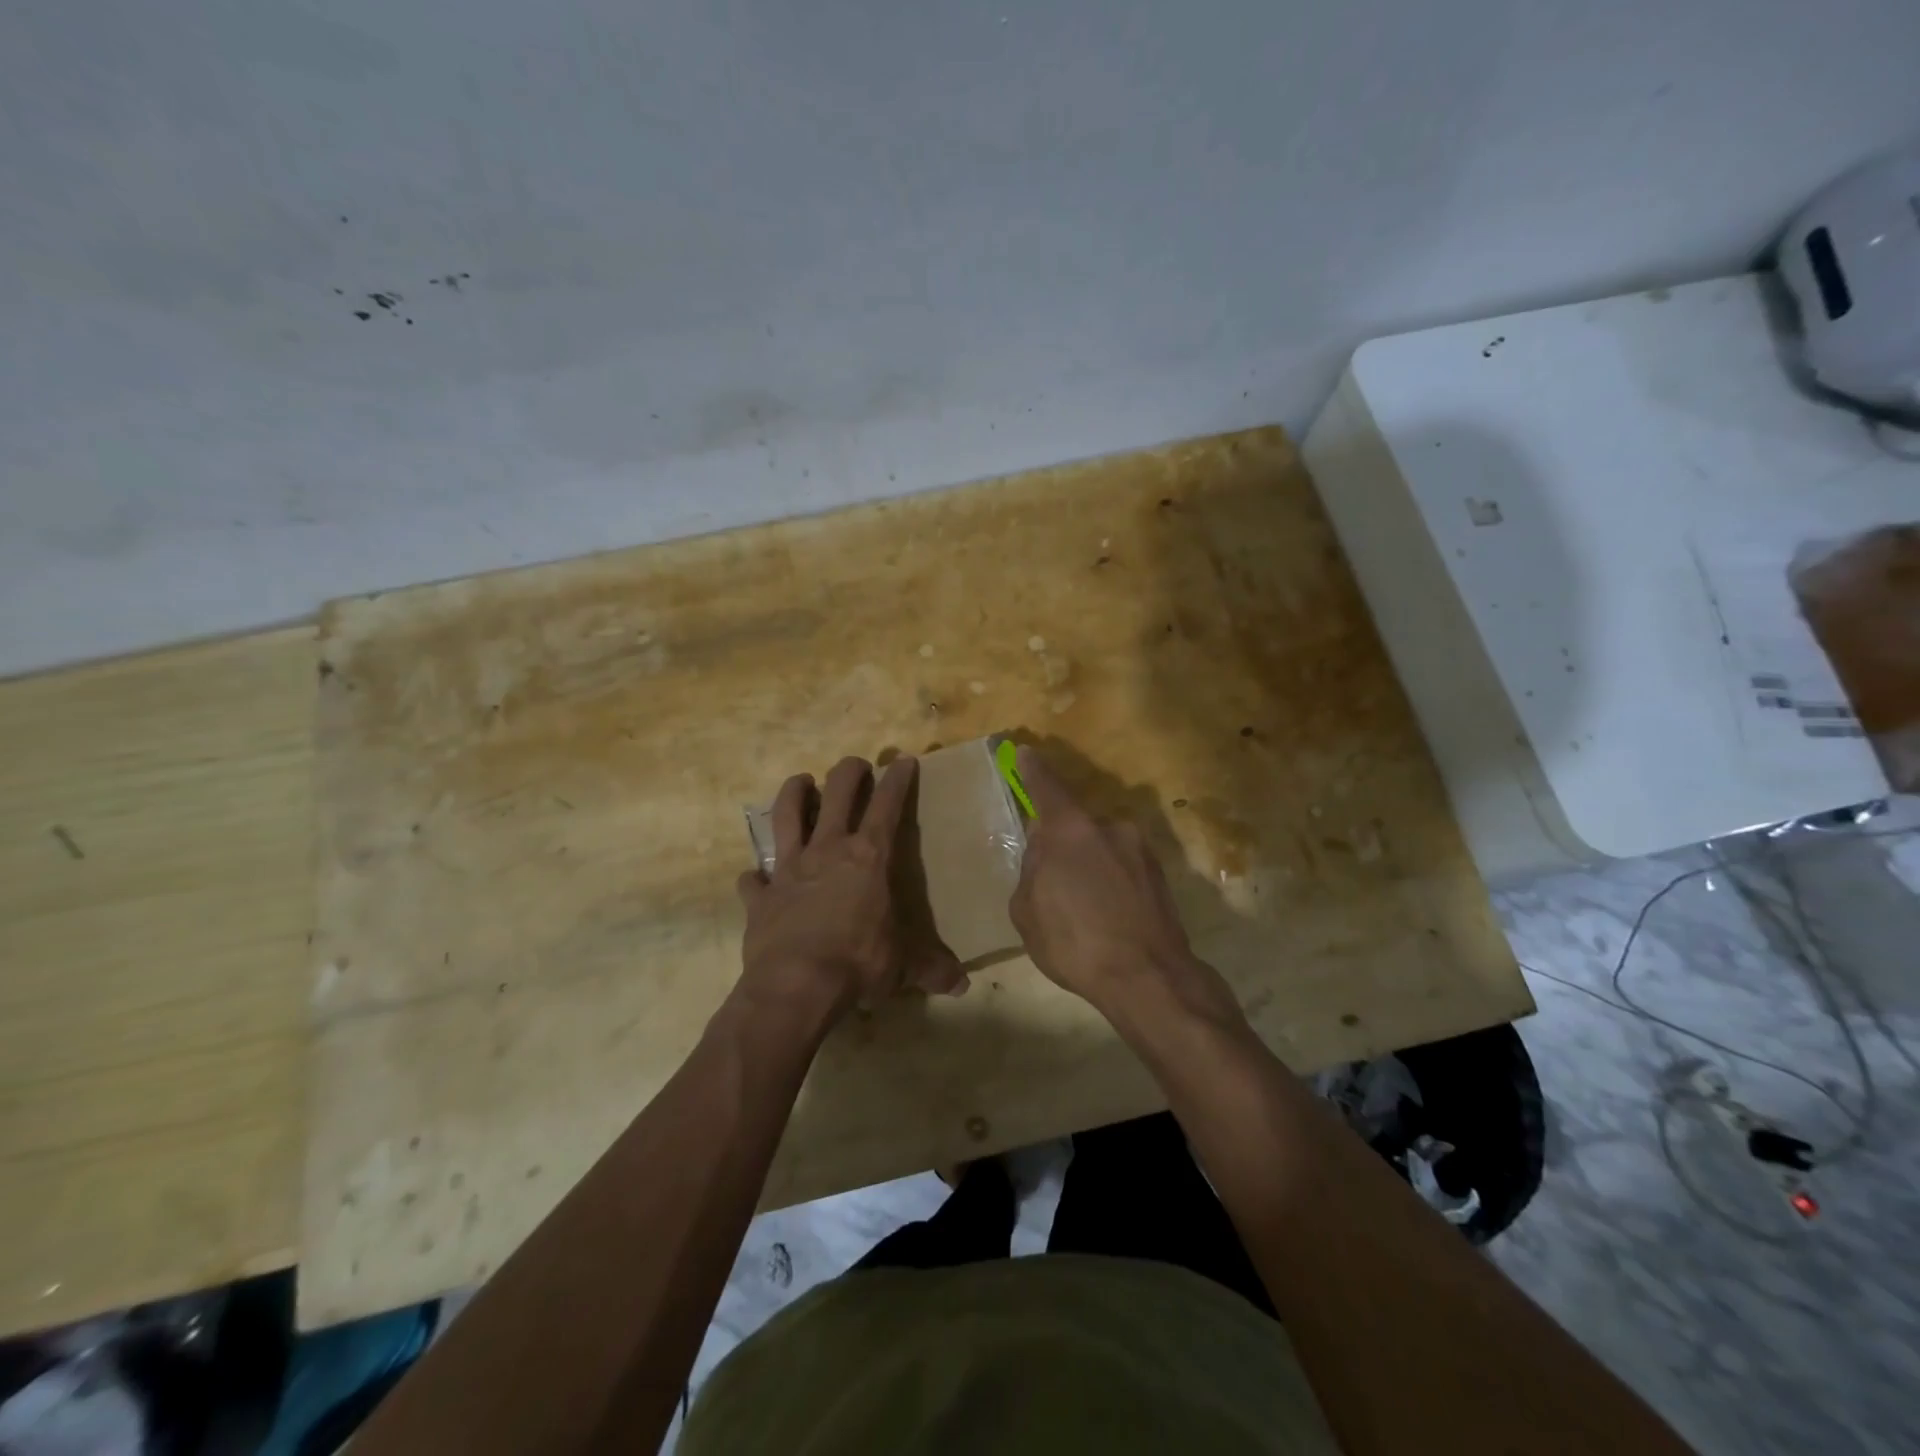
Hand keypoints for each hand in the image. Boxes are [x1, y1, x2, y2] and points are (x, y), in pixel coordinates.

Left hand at [737, 755, 965, 1016]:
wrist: (796, 986)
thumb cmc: (858, 964)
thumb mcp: (903, 966)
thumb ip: (931, 969)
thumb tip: (962, 985)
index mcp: (868, 858)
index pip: (888, 805)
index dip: (898, 780)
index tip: (903, 760)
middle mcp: (827, 851)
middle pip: (837, 793)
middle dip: (850, 772)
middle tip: (857, 766)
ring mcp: (789, 870)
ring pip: (787, 815)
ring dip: (794, 794)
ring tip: (800, 782)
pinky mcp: (760, 896)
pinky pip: (752, 879)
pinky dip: (753, 877)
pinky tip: (754, 877)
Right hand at [1008, 745, 1240, 1029]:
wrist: (1148, 978)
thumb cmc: (1075, 943)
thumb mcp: (1027, 910)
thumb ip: (1032, 869)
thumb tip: (1044, 854)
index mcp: (1070, 829)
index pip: (1046, 786)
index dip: (1033, 770)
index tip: (1026, 752)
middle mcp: (1109, 826)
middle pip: (1074, 824)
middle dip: (1060, 843)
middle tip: (1051, 880)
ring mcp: (1139, 848)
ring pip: (1100, 846)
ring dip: (1087, 864)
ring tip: (1083, 907)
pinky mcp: (1160, 873)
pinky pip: (1122, 865)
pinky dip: (1110, 880)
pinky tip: (1107, 914)